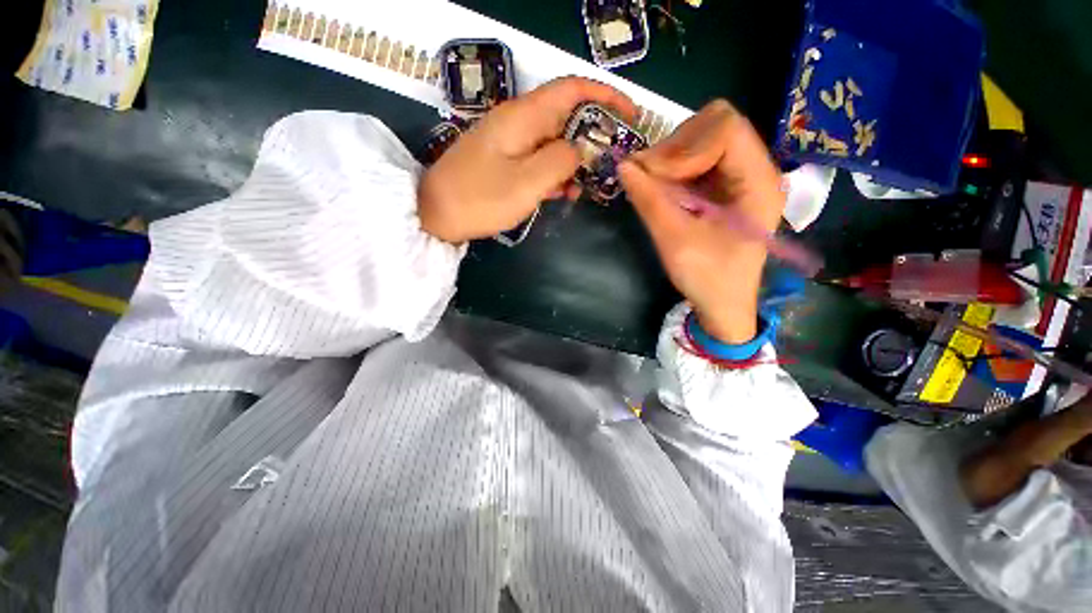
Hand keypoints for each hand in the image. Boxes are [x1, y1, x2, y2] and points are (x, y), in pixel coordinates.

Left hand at [419, 77, 637, 243]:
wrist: (436, 216)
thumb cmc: (480, 199)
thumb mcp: (527, 182)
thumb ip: (560, 161)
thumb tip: (578, 150)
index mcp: (523, 117)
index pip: (571, 90)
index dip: (604, 95)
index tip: (629, 114)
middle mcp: (517, 122)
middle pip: (565, 116)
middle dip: (592, 135)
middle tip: (609, 161)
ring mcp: (510, 142)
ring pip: (553, 141)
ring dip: (573, 160)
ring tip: (585, 187)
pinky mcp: (505, 161)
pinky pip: (538, 160)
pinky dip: (555, 173)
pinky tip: (562, 193)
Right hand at [618, 100, 784, 343]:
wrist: (723, 303)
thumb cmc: (708, 278)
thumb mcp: (675, 241)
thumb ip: (650, 200)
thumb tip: (623, 166)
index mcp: (758, 181)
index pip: (726, 128)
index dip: (684, 146)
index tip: (653, 176)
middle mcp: (755, 169)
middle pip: (715, 125)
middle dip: (674, 148)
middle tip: (646, 177)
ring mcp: (739, 175)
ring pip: (703, 138)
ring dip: (670, 158)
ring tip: (650, 186)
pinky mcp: (724, 186)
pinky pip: (696, 159)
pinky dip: (672, 169)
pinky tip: (660, 190)